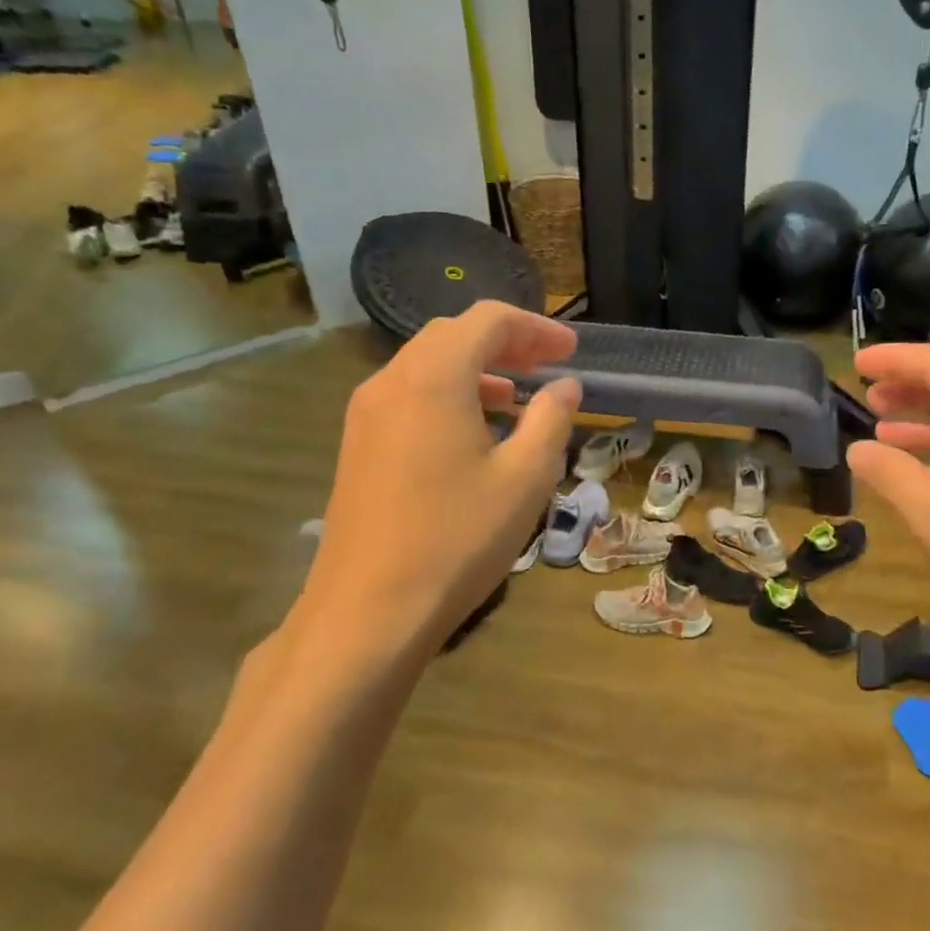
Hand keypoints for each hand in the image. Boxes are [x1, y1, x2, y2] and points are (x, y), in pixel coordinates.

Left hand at [288, 303, 581, 687]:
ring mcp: (366, 416)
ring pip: (427, 367)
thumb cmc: (457, 538)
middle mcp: (391, 382)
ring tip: (518, 397)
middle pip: (451, 336)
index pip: (486, 321)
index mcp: (433, 378)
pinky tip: (475, 434)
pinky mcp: (358, 448)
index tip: (571, 351)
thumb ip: (550, 420)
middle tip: (548, 366)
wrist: (370, 609)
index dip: (535, 328)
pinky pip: (409, 398)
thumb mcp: (524, 477)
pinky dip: (449, 397)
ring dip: (476, 370)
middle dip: (505, 343)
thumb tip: (565, 387)